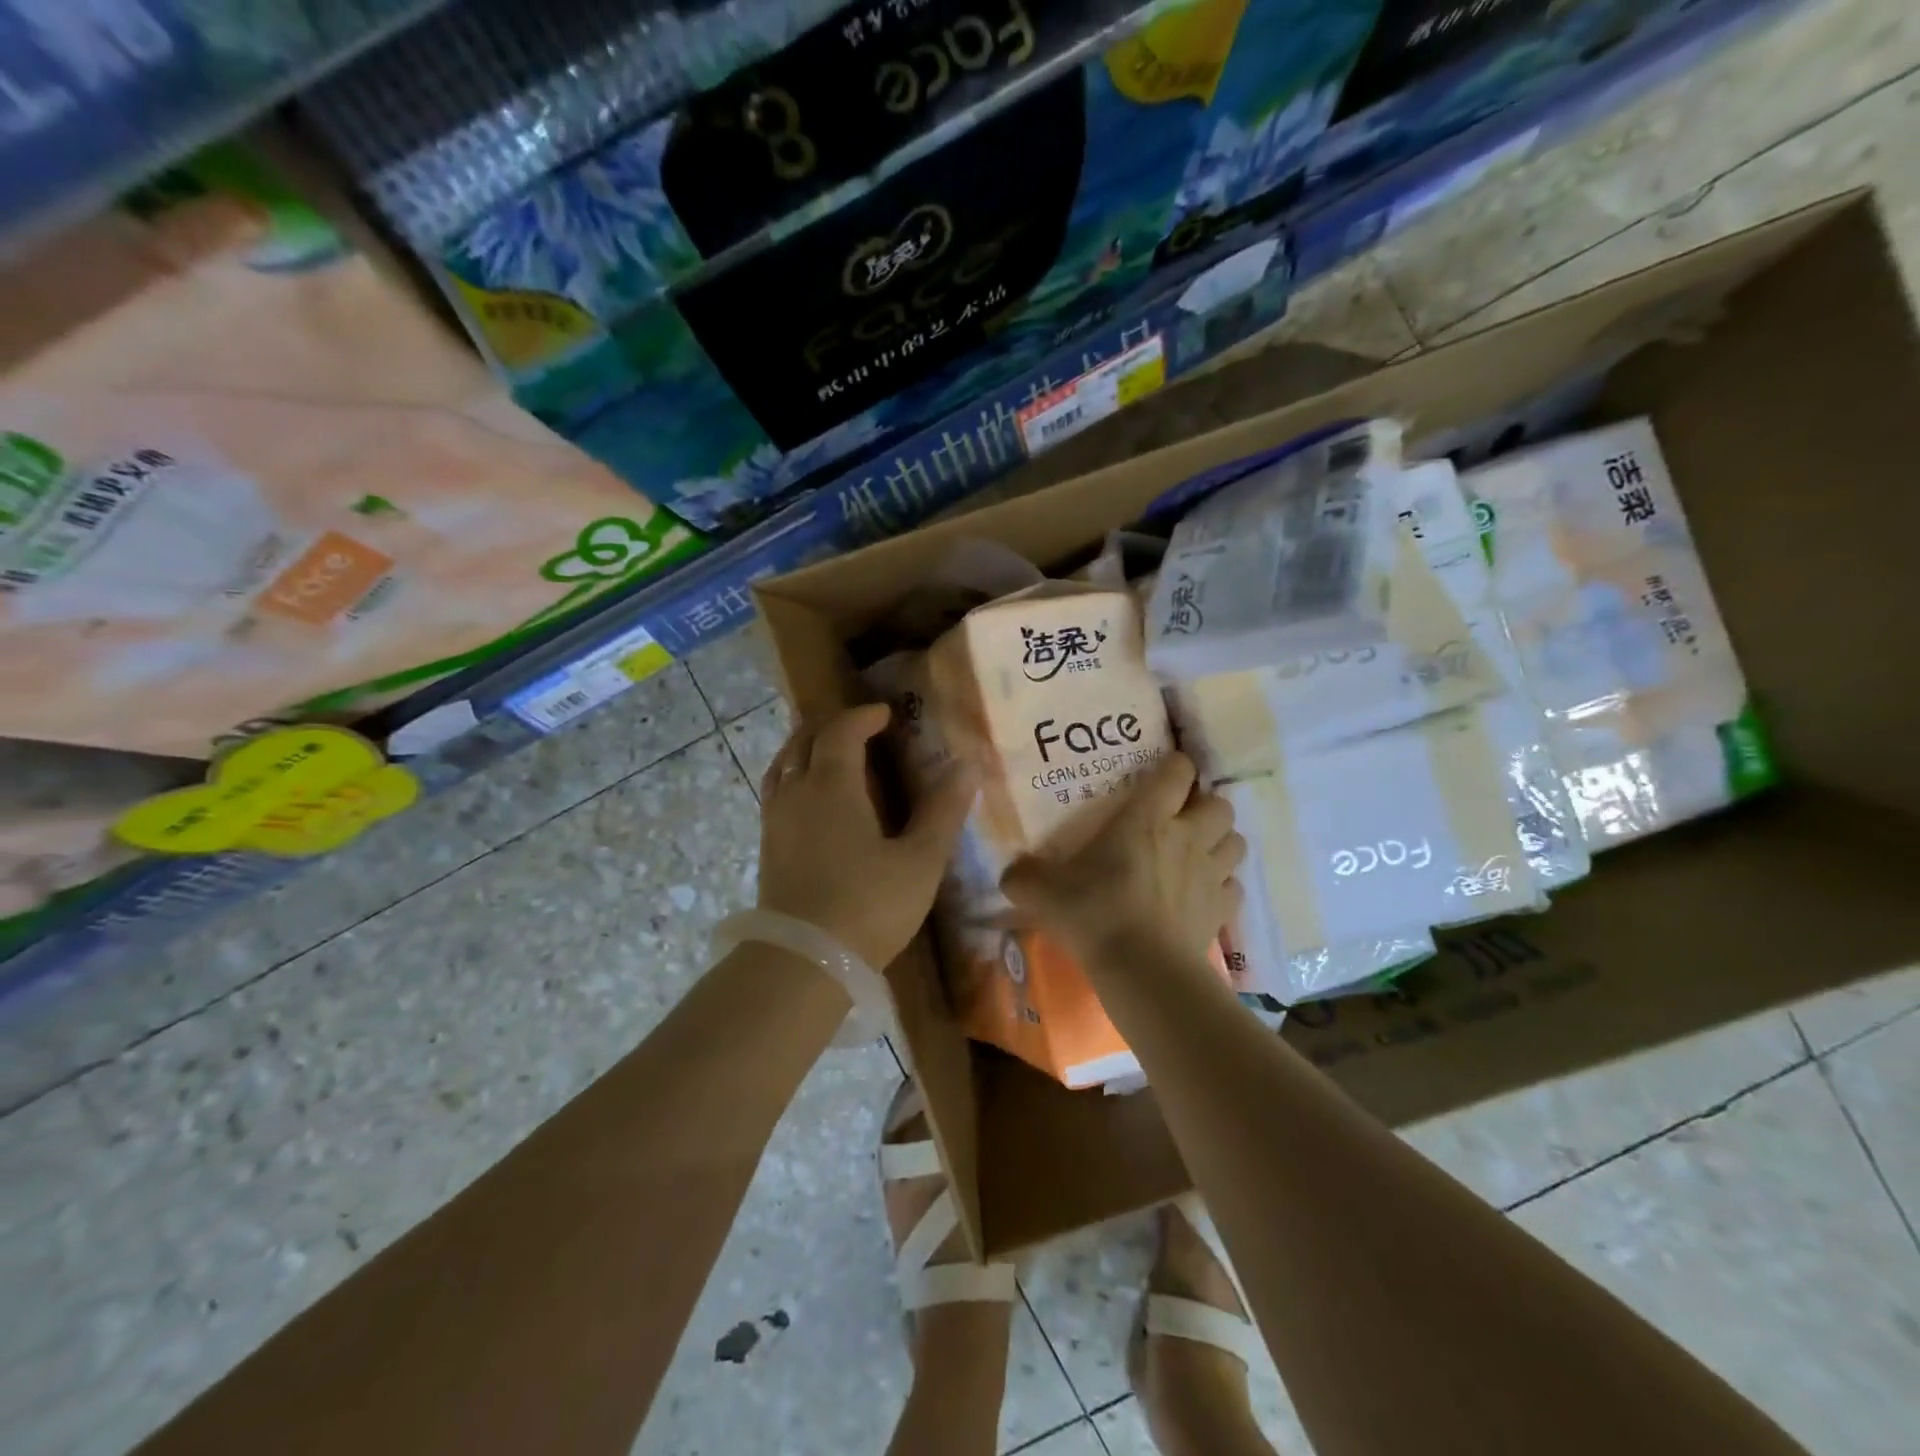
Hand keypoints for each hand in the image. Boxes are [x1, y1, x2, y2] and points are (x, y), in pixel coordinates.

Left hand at [757, 704, 976, 970]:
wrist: (803, 961)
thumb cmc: (868, 906)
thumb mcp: (919, 861)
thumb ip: (942, 812)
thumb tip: (966, 767)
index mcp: (832, 786)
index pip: (841, 731)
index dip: (863, 716)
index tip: (885, 714)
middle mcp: (797, 792)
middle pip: (804, 739)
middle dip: (831, 724)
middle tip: (859, 725)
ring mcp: (775, 819)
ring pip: (783, 764)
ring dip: (805, 746)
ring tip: (828, 750)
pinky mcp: (766, 846)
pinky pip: (776, 790)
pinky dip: (793, 774)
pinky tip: (809, 798)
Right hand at [1001, 752, 1244, 968]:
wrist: (1142, 970)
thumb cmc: (1094, 914)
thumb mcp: (1042, 891)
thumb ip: (1023, 875)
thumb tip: (1011, 873)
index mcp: (1147, 818)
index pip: (1177, 771)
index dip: (1175, 765)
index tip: (1163, 772)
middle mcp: (1187, 837)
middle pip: (1220, 804)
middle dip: (1206, 806)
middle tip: (1182, 819)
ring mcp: (1210, 874)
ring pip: (1236, 841)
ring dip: (1221, 842)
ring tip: (1199, 853)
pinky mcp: (1221, 911)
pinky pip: (1234, 887)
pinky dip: (1223, 886)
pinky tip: (1203, 895)